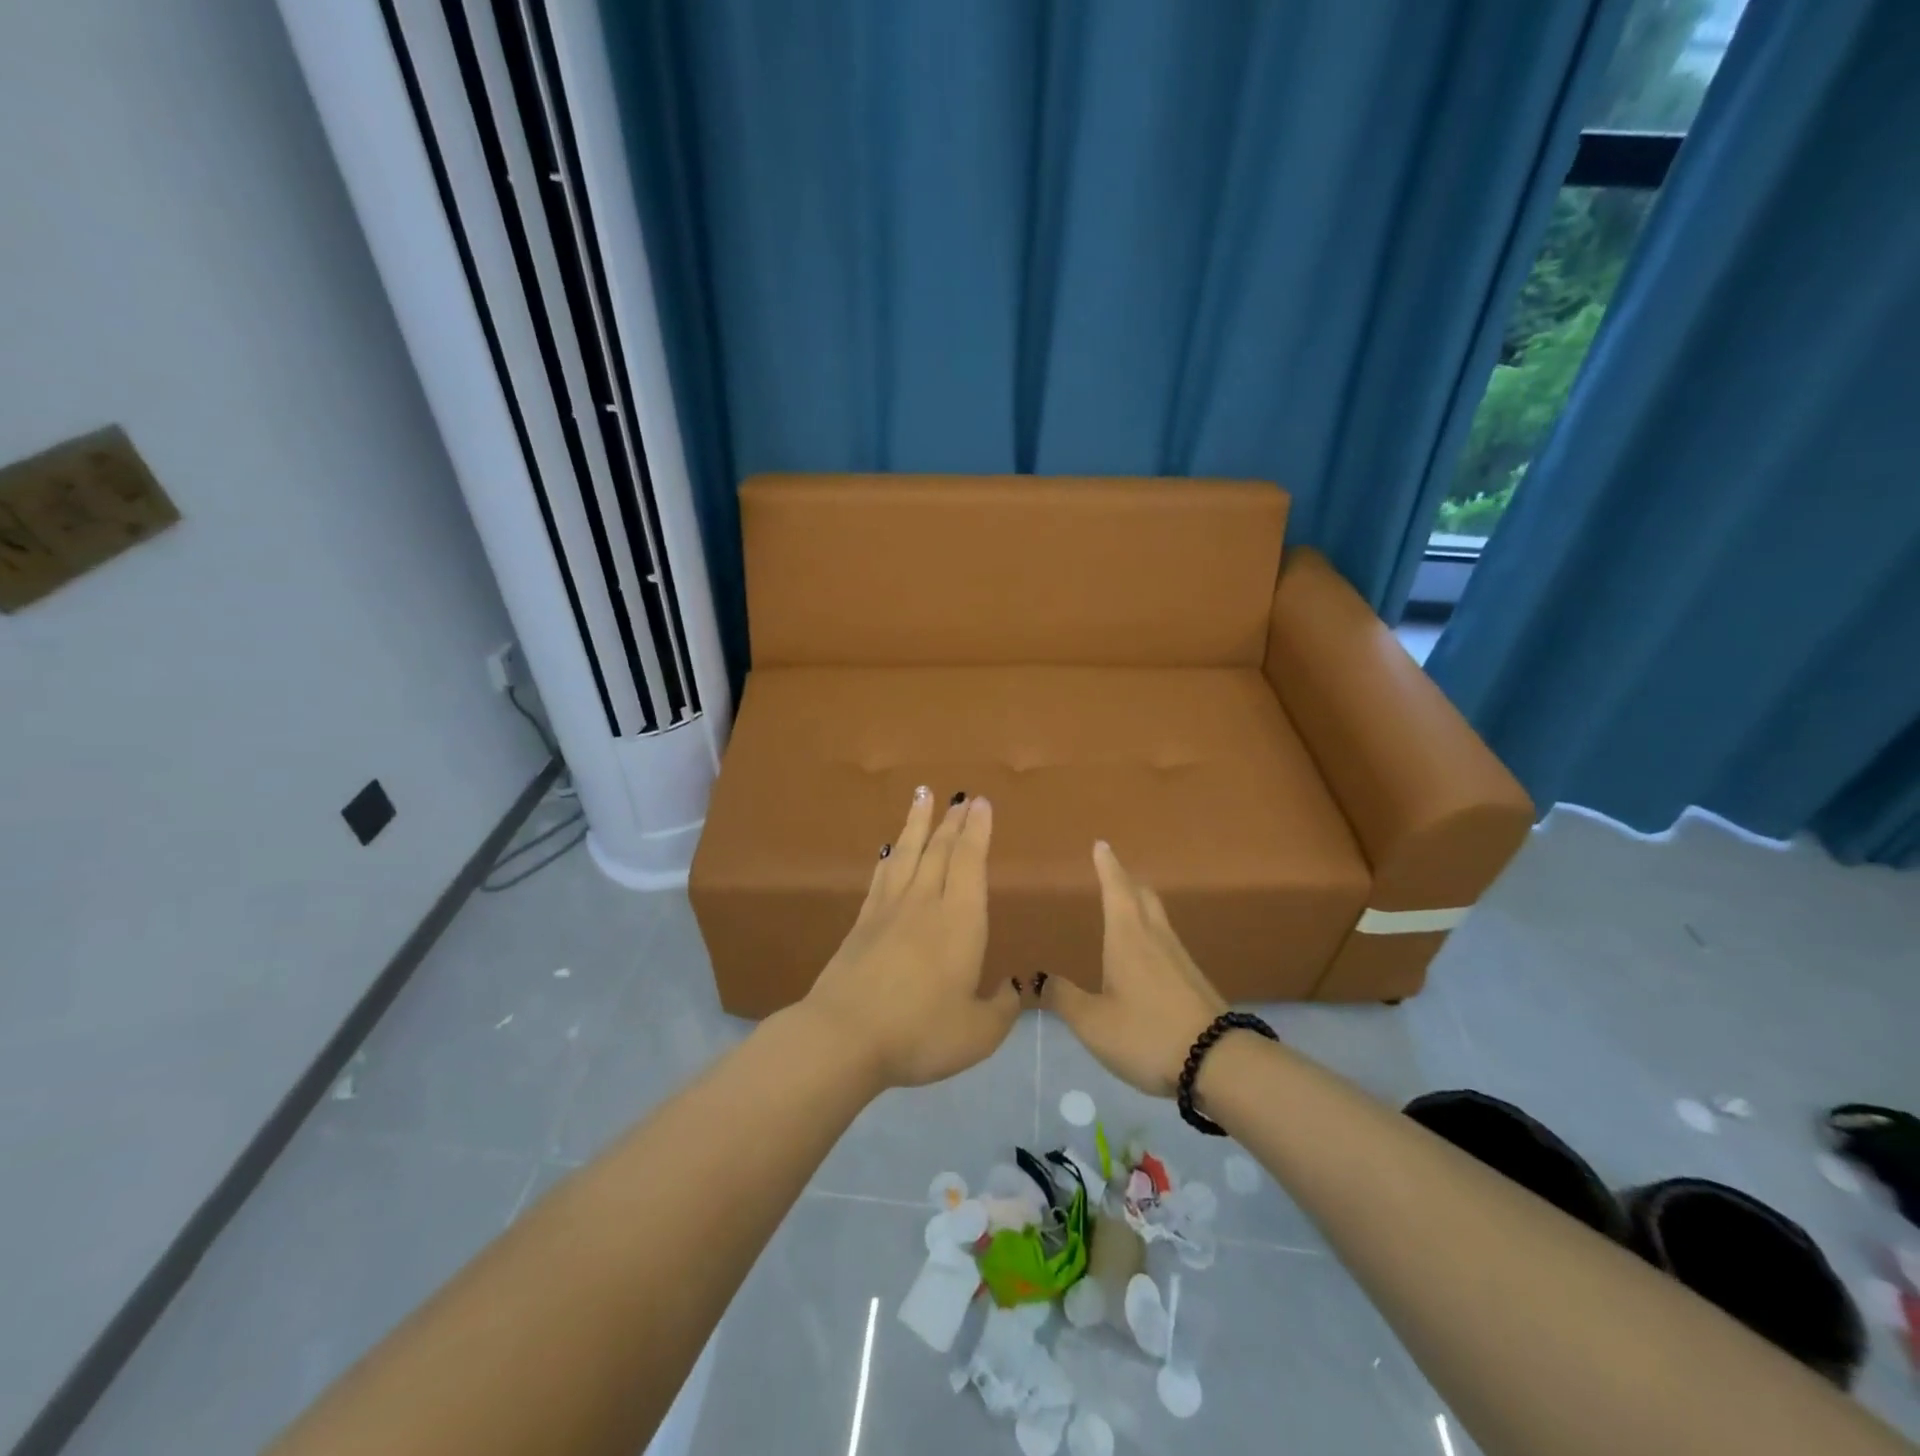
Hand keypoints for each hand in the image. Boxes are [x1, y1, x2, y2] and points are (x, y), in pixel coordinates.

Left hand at [803, 789, 1020, 1087]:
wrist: (844, 1036)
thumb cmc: (919, 1032)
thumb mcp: (978, 1033)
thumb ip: (1002, 1008)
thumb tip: (1015, 987)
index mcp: (959, 921)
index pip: (969, 862)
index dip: (977, 831)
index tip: (980, 803)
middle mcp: (924, 903)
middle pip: (940, 850)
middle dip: (952, 820)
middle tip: (960, 796)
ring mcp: (888, 910)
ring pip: (907, 853)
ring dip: (917, 822)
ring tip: (922, 794)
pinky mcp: (862, 923)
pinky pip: (881, 877)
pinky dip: (889, 856)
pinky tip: (889, 848)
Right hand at [1044, 840, 1225, 1096]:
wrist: (1218, 1063)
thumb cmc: (1147, 1034)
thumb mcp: (1093, 1023)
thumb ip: (1064, 998)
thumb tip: (1038, 978)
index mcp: (1128, 939)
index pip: (1116, 890)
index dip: (1107, 867)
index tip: (1102, 844)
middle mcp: (1155, 939)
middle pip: (1143, 896)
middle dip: (1126, 880)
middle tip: (1113, 870)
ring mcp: (1179, 958)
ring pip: (1157, 917)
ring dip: (1140, 903)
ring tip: (1125, 905)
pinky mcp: (1193, 980)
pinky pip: (1166, 940)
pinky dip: (1150, 931)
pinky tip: (1145, 953)